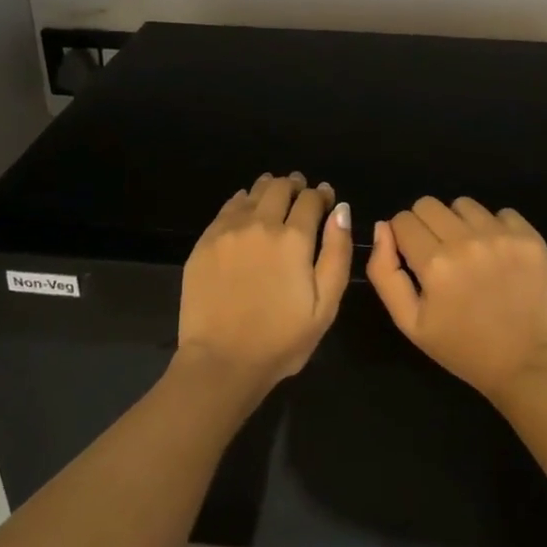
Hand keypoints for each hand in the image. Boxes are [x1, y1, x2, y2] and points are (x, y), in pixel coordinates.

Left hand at [177, 173, 352, 391]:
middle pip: (281, 187)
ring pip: (253, 192)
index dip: (322, 194)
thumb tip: (341, 211)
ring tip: (275, 195)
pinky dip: (243, 201)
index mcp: (294, 239)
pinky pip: (228, 207)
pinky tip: (246, 208)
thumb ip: (337, 253)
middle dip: (296, 185)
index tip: (326, 198)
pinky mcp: (205, 241)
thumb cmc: (281, 339)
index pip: (312, 199)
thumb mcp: (326, 304)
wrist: (222, 361)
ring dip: (269, 188)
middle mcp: (261, 224)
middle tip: (301, 192)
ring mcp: (229, 230)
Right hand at [366, 196, 546, 402]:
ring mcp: (501, 237)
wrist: (529, 365)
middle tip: (441, 255)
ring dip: (461, 223)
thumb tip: (382, 227)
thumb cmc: (464, 349)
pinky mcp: (530, 238)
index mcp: (434, 264)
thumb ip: (385, 272)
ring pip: (464, 205)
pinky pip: (503, 212)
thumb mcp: (410, 323)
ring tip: (472, 254)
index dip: (403, 237)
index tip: (415, 258)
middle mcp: (466, 241)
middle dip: (427, 225)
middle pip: (429, 204)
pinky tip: (500, 255)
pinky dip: (496, 228)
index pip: (403, 220)